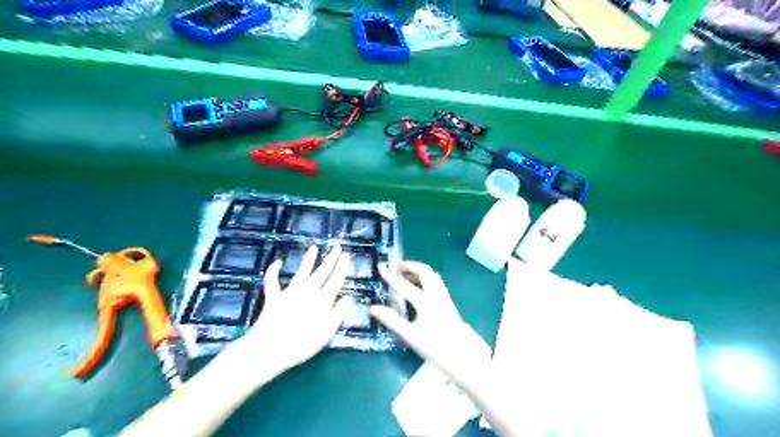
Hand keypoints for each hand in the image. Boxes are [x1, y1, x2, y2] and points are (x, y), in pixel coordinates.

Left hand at [226, 246, 353, 375]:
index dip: (342, 267)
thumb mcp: (328, 331)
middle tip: (338, 246)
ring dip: (308, 259)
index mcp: (322, 300)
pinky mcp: (274, 298)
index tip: (347, 255)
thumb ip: (339, 313)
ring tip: (314, 247)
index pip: (336, 280)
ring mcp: (289, 293)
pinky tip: (277, 262)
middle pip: (322, 272)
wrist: (269, 349)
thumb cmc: (303, 344)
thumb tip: (349, 297)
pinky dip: (273, 271)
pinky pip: (272, 281)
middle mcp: (307, 292)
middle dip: (331, 259)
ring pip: (302, 272)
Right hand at [369, 263, 484, 378]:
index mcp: (425, 302)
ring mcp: (444, 297)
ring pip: (432, 276)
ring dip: (418, 271)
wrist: (462, 355)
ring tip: (405, 275)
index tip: (381, 265)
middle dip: (410, 266)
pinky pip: (435, 282)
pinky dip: (425, 278)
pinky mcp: (448, 302)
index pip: (404, 285)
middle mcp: (436, 295)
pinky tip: (418, 287)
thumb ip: (391, 320)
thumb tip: (373, 308)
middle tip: (397, 266)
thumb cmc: (434, 346)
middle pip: (424, 271)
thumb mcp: (410, 335)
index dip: (390, 275)